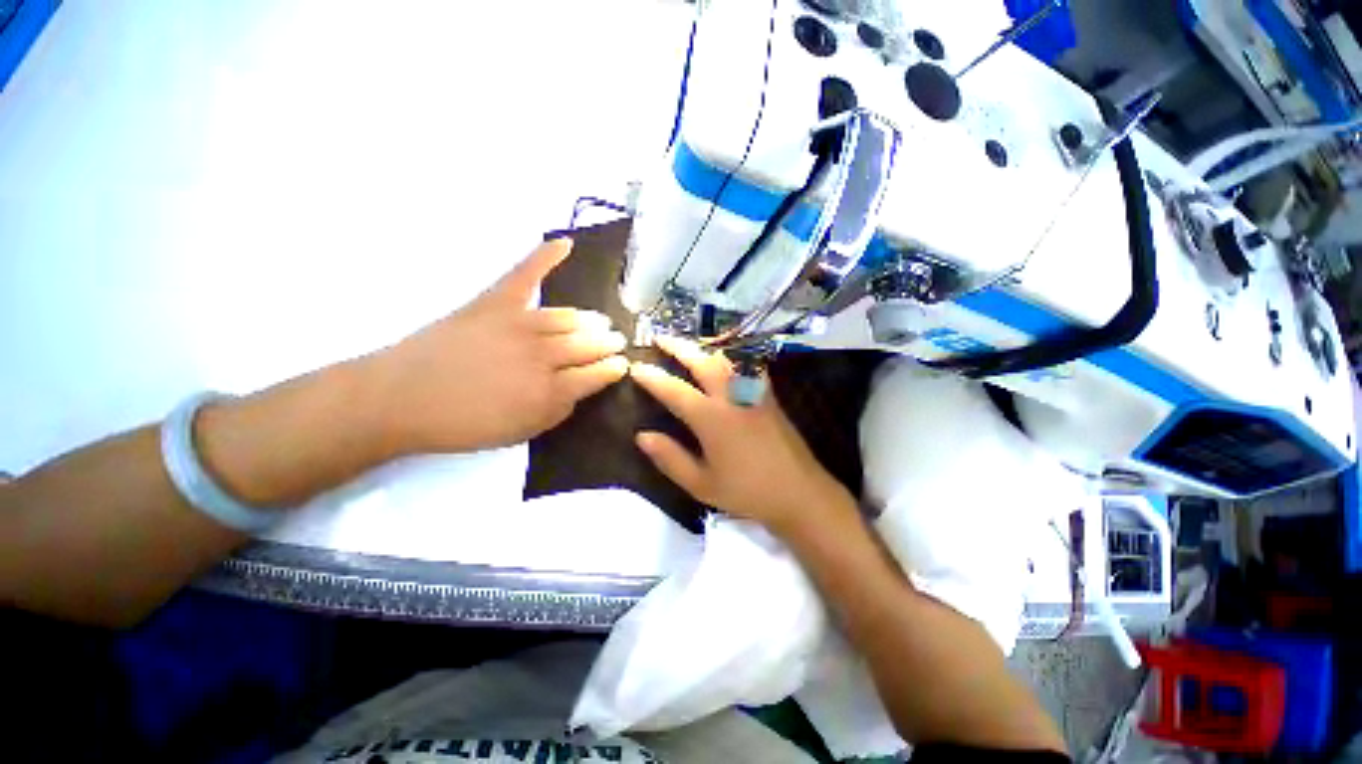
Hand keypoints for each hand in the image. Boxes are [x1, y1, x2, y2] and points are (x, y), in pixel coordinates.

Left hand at [370, 238, 628, 453]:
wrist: (401, 399)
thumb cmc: (464, 423)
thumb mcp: (522, 432)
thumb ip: (560, 410)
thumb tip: (581, 388)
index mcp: (551, 390)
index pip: (597, 373)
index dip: (613, 368)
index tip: (622, 365)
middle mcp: (542, 354)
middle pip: (588, 344)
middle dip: (608, 343)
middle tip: (616, 341)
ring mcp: (519, 324)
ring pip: (568, 317)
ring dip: (590, 320)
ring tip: (600, 322)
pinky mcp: (494, 302)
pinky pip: (525, 274)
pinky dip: (545, 256)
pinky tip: (564, 243)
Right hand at [630, 336, 855, 537]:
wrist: (799, 493)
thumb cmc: (747, 492)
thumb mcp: (702, 484)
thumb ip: (670, 459)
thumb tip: (642, 437)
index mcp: (712, 419)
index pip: (674, 391)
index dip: (652, 377)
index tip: (635, 367)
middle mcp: (732, 398)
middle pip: (702, 362)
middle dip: (678, 347)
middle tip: (659, 337)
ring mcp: (753, 393)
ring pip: (727, 358)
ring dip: (704, 347)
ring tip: (689, 344)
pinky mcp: (768, 395)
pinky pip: (748, 365)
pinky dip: (732, 355)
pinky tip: (726, 358)